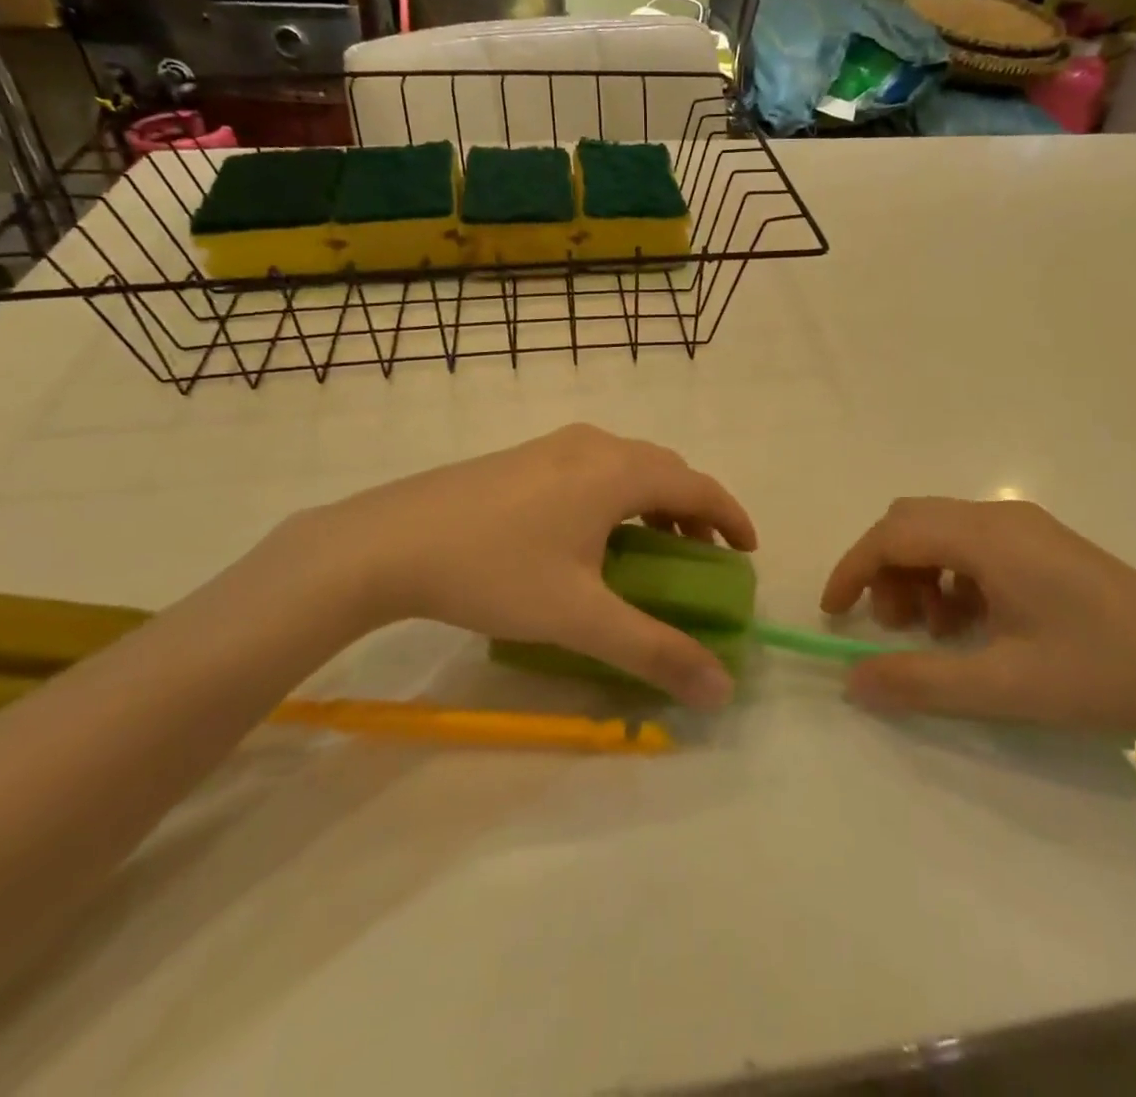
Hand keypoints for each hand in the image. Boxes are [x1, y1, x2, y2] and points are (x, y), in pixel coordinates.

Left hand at [277, 425, 756, 708]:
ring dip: (652, 502)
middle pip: (665, 469)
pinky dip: (616, 496)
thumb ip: (654, 652)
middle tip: (701, 558)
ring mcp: (553, 445)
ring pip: (626, 466)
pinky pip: (592, 468)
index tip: (748, 552)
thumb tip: (721, 690)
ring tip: (651, 548)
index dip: (731, 517)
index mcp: (618, 470)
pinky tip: (589, 537)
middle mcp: (593, 444)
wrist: (388, 542)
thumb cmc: (495, 570)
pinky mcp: (522, 457)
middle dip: (693, 511)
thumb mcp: (580, 617)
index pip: (698, 484)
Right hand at [821, 497, 1135, 738]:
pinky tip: (974, 626)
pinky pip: (974, 548)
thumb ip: (920, 681)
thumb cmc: (1103, 672)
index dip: (853, 569)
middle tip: (894, 627)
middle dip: (886, 570)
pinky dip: (952, 579)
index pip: (894, 534)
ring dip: (919, 576)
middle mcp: (1001, 517)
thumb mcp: (1003, 685)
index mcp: (987, 537)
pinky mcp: (1045, 547)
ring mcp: (1026, 529)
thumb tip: (852, 680)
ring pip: (942, 533)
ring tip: (937, 634)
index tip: (834, 614)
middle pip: (913, 523)